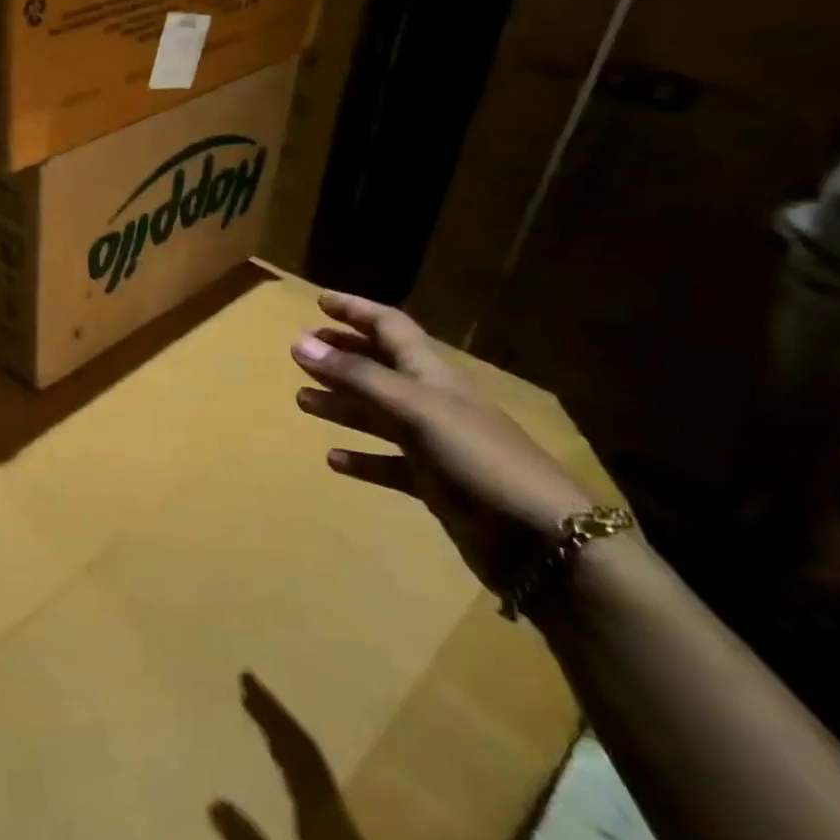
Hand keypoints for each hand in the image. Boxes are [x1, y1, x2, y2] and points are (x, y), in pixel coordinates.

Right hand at [291, 292, 594, 595]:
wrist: (540, 538)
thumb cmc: (477, 457)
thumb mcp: (414, 408)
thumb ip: (357, 377)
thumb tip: (299, 343)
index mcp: (431, 373)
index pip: (389, 327)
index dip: (356, 311)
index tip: (319, 301)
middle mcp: (430, 401)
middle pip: (379, 367)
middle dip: (341, 355)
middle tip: (299, 351)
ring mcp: (433, 443)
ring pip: (377, 414)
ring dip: (341, 403)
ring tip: (302, 400)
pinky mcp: (433, 482)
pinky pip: (387, 463)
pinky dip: (361, 458)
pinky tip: (333, 460)